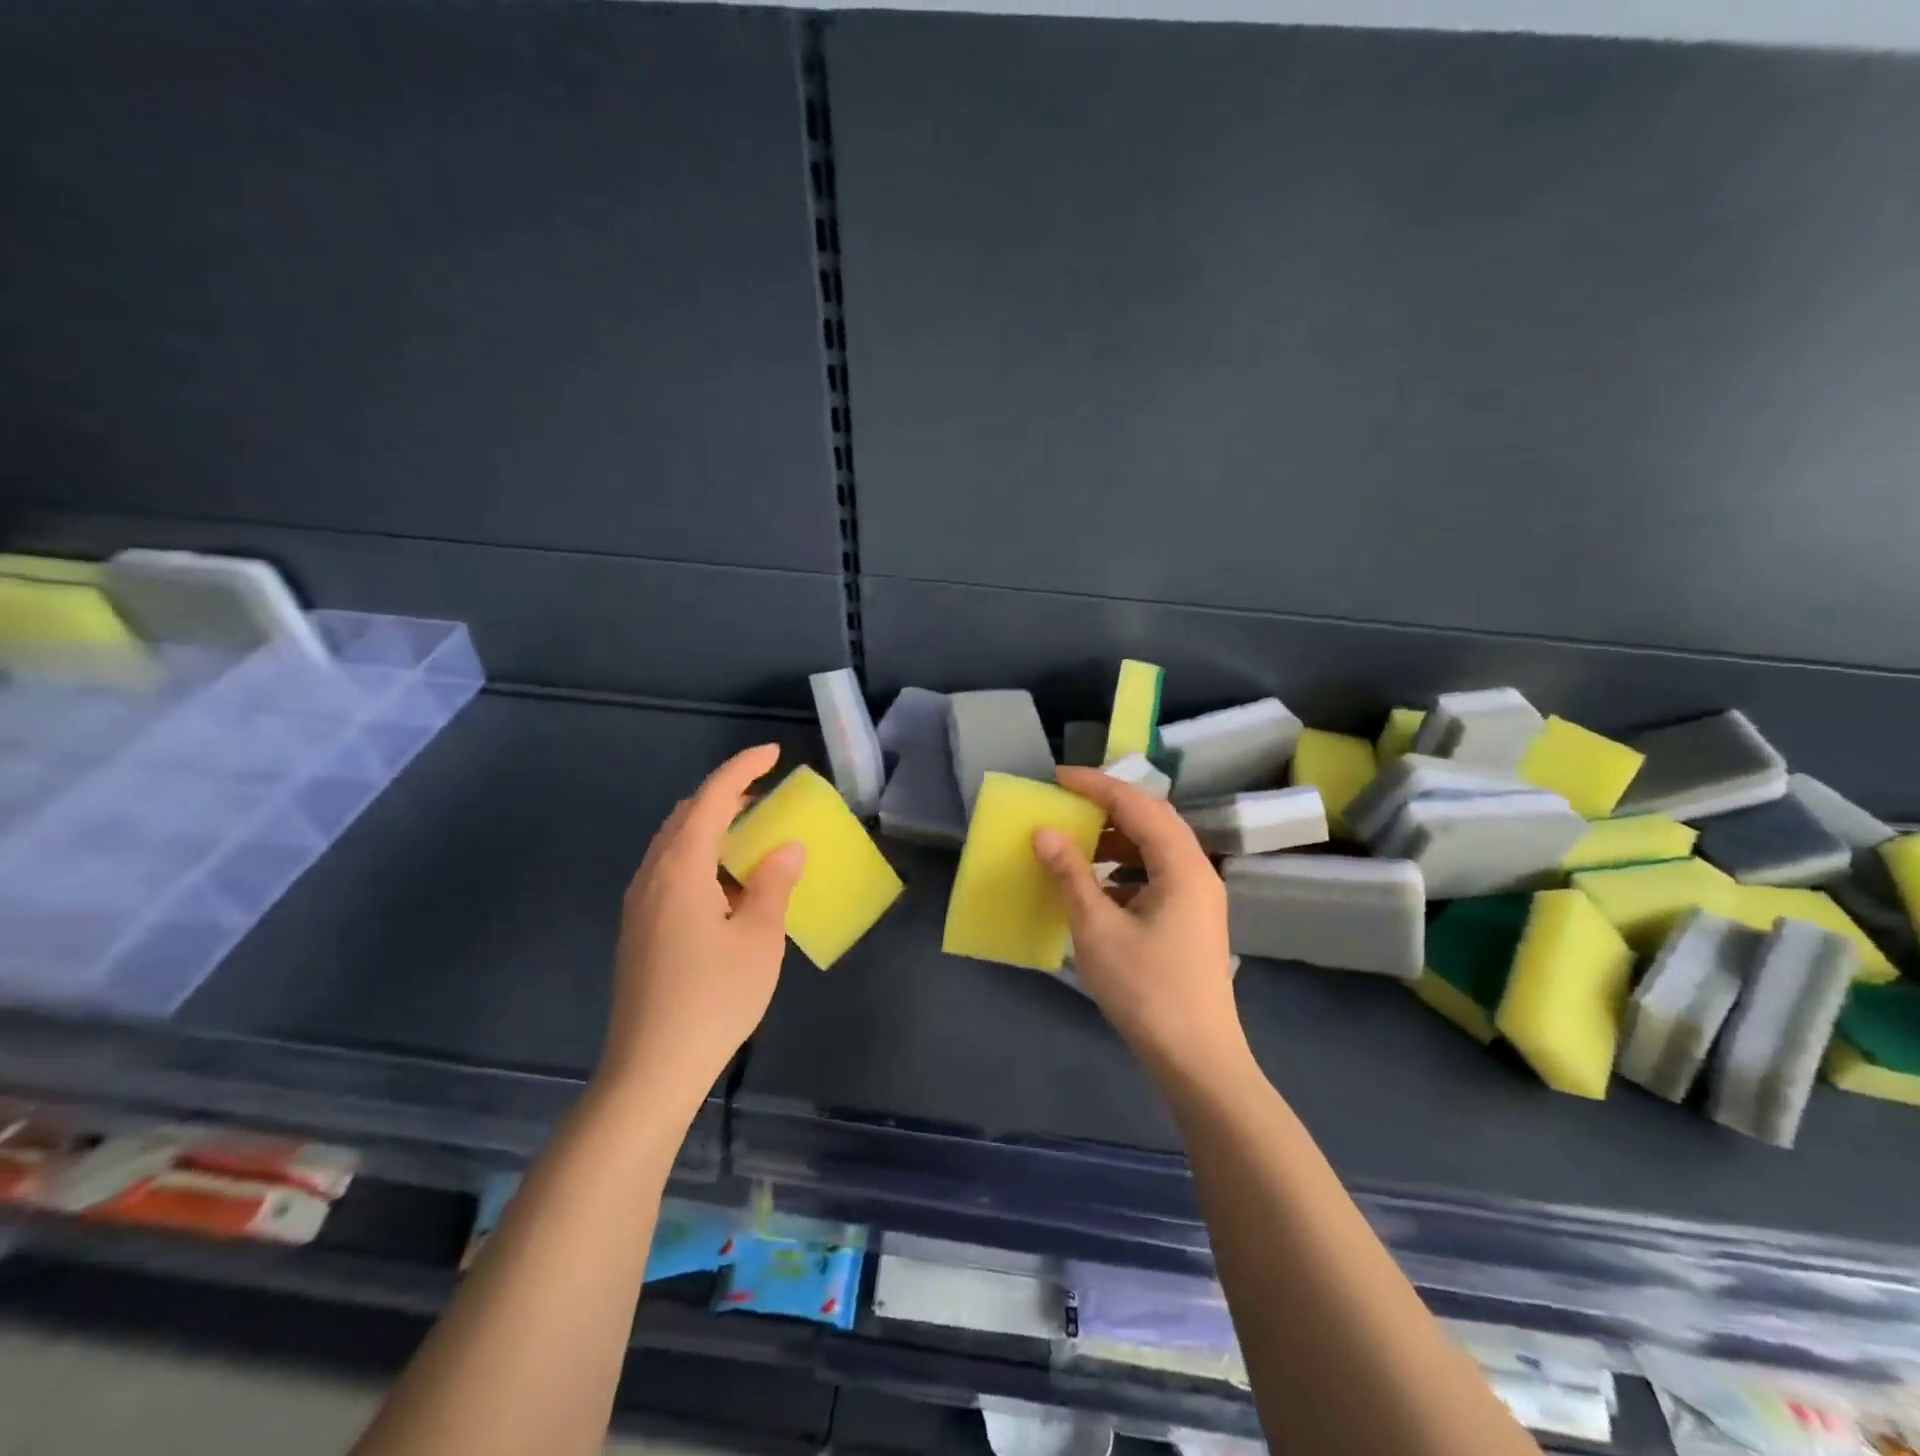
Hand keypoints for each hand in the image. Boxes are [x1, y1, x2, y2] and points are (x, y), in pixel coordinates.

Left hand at [597, 744, 804, 1107]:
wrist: (651, 1069)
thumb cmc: (713, 998)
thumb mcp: (758, 938)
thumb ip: (773, 884)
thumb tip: (786, 847)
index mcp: (680, 869)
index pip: (711, 799)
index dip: (742, 769)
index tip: (773, 754)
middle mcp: (651, 876)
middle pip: (686, 816)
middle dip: (725, 796)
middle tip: (765, 799)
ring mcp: (639, 904)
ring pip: (674, 844)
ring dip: (711, 829)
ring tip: (752, 840)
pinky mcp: (638, 929)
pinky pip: (669, 871)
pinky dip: (700, 858)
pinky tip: (726, 886)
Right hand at [1033, 767, 1245, 1076]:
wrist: (1197, 1059)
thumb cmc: (1146, 990)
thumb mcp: (1097, 929)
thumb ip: (1070, 875)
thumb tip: (1043, 832)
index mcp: (1181, 866)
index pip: (1137, 804)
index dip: (1096, 785)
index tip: (1057, 777)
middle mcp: (1197, 871)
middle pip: (1153, 819)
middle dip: (1109, 806)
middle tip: (1068, 803)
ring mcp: (1199, 898)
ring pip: (1156, 848)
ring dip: (1117, 838)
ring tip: (1078, 842)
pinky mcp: (1192, 920)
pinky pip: (1158, 875)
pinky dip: (1126, 869)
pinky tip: (1098, 888)